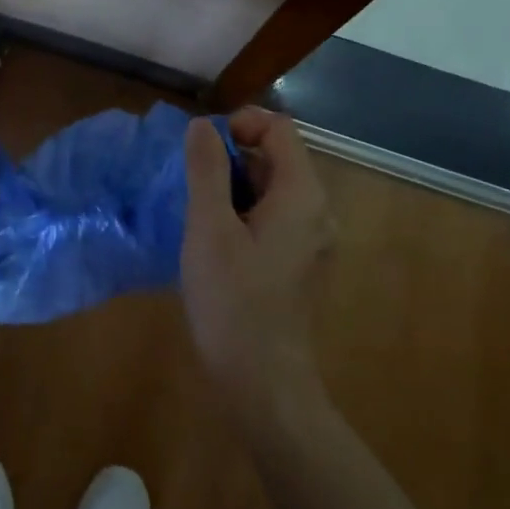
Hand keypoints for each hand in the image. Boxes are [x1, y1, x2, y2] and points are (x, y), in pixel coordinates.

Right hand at [181, 107, 334, 411]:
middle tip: (192, 184)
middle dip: (232, 157)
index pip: (279, 129)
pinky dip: (244, 212)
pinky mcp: (300, 263)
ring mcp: (312, 239)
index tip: (203, 147)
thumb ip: (207, 169)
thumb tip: (203, 125)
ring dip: (234, 186)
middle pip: (277, 157)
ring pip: (272, 188)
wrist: (263, 384)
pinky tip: (215, 241)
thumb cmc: (233, 300)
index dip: (241, 124)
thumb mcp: (209, 227)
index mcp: (302, 194)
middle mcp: (317, 210)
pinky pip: (273, 216)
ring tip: (198, 213)